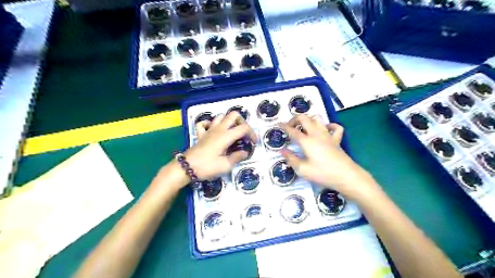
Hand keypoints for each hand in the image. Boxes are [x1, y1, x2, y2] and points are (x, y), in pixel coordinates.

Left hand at [183, 112, 256, 181]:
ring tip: (232, 132)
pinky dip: (210, 124)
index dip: (252, 133)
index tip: (254, 143)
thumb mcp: (225, 165)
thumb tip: (245, 152)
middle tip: (244, 134)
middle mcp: (218, 129)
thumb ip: (237, 157)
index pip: (244, 128)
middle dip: (242, 122)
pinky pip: (205, 123)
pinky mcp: (201, 134)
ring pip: (220, 116)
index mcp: (226, 136)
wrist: (186, 168)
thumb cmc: (207, 167)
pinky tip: (214, 131)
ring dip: (228, 121)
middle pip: (233, 115)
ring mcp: (209, 130)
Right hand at [277, 115, 374, 199]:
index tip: (278, 124)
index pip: (292, 130)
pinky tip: (325, 129)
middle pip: (304, 118)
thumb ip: (291, 159)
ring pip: (318, 119)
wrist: (346, 176)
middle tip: (290, 126)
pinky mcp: (336, 139)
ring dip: (309, 120)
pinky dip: (329, 125)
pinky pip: (335, 127)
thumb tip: (282, 150)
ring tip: (304, 127)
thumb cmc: (322, 174)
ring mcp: (328, 135)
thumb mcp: (302, 170)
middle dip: (295, 119)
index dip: (284, 126)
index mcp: (306, 141)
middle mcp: (316, 134)